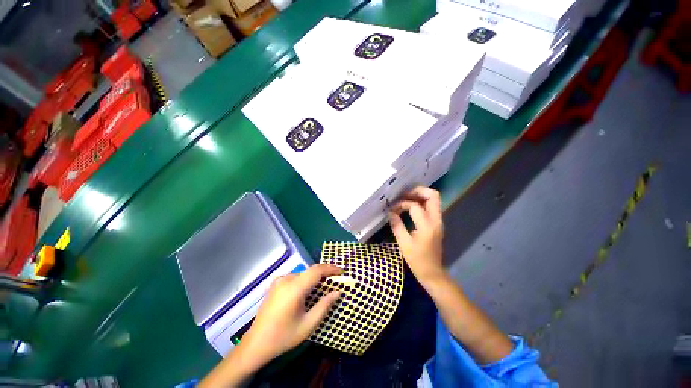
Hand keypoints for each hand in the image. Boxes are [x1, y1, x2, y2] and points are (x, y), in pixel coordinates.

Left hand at [198, 264, 342, 387]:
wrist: (255, 344)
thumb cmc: (283, 336)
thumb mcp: (308, 324)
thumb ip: (324, 305)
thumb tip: (338, 291)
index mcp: (294, 288)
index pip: (317, 271)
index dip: (331, 268)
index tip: (342, 271)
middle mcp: (286, 279)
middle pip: (310, 271)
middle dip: (324, 273)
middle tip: (336, 280)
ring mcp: (279, 280)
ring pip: (303, 273)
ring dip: (314, 277)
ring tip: (324, 286)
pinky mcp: (275, 284)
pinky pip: (295, 277)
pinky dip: (305, 280)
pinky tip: (308, 290)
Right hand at [389, 187, 446, 287]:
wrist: (433, 273)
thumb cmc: (417, 260)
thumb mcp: (403, 243)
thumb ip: (397, 225)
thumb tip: (390, 212)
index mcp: (427, 226)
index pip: (415, 206)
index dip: (402, 204)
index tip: (392, 209)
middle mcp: (436, 220)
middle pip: (433, 196)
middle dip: (418, 191)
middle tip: (404, 194)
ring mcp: (439, 222)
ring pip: (434, 200)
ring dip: (420, 196)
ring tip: (405, 198)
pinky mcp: (437, 224)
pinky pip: (432, 207)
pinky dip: (422, 203)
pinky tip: (411, 206)